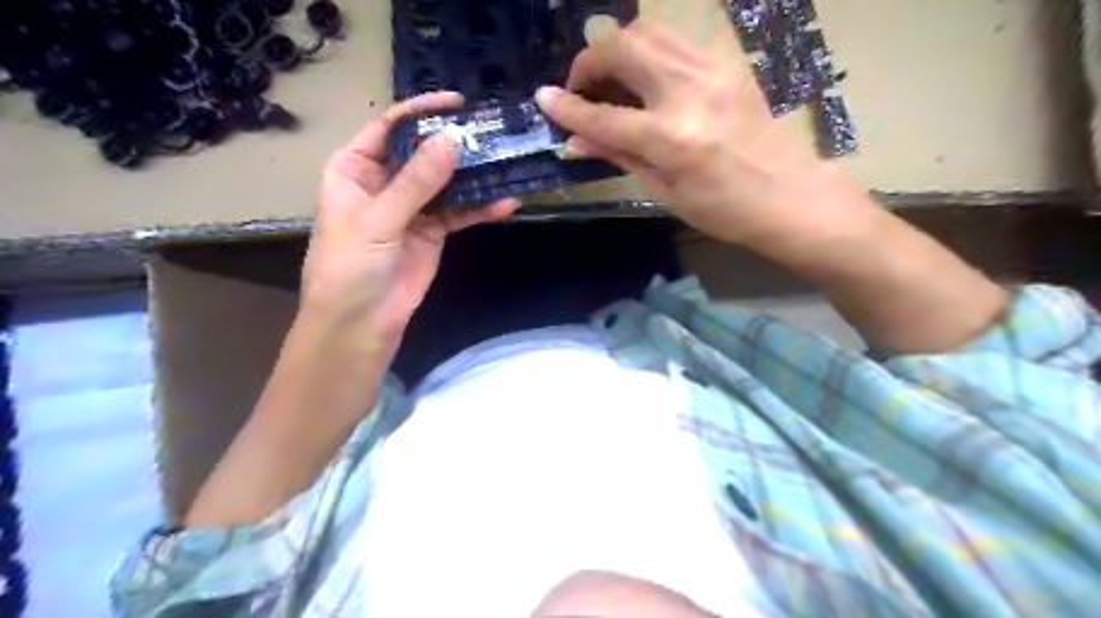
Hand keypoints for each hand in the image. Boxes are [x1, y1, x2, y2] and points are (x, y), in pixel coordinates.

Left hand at [300, 93, 521, 340]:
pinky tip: (505, 203)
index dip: (421, 112)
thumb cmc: (350, 267)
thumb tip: (452, 141)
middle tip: (492, 132)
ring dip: (474, 176)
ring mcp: (411, 208)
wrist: (360, 323)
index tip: (458, 103)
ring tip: (506, 162)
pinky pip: (459, 213)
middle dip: (454, 143)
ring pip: (445, 183)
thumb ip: (416, 183)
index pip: (389, 128)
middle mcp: (384, 182)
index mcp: (355, 169)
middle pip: (422, 153)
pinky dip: (480, 209)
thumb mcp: (378, 220)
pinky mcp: (432, 232)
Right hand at [537, 23, 869, 248]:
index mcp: (671, 138)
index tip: (543, 98)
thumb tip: (576, 140)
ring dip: (619, 49)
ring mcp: (713, 70)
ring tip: (612, 80)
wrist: (789, 195)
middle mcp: (689, 92)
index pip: (603, 115)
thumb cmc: (724, 209)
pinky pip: (676, 42)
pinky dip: (649, 51)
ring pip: (649, 31)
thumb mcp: (664, 191)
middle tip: (582, 88)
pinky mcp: (728, 63)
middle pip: (623, 48)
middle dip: (590, 62)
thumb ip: (619, 155)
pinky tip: (646, 78)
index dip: (567, 107)